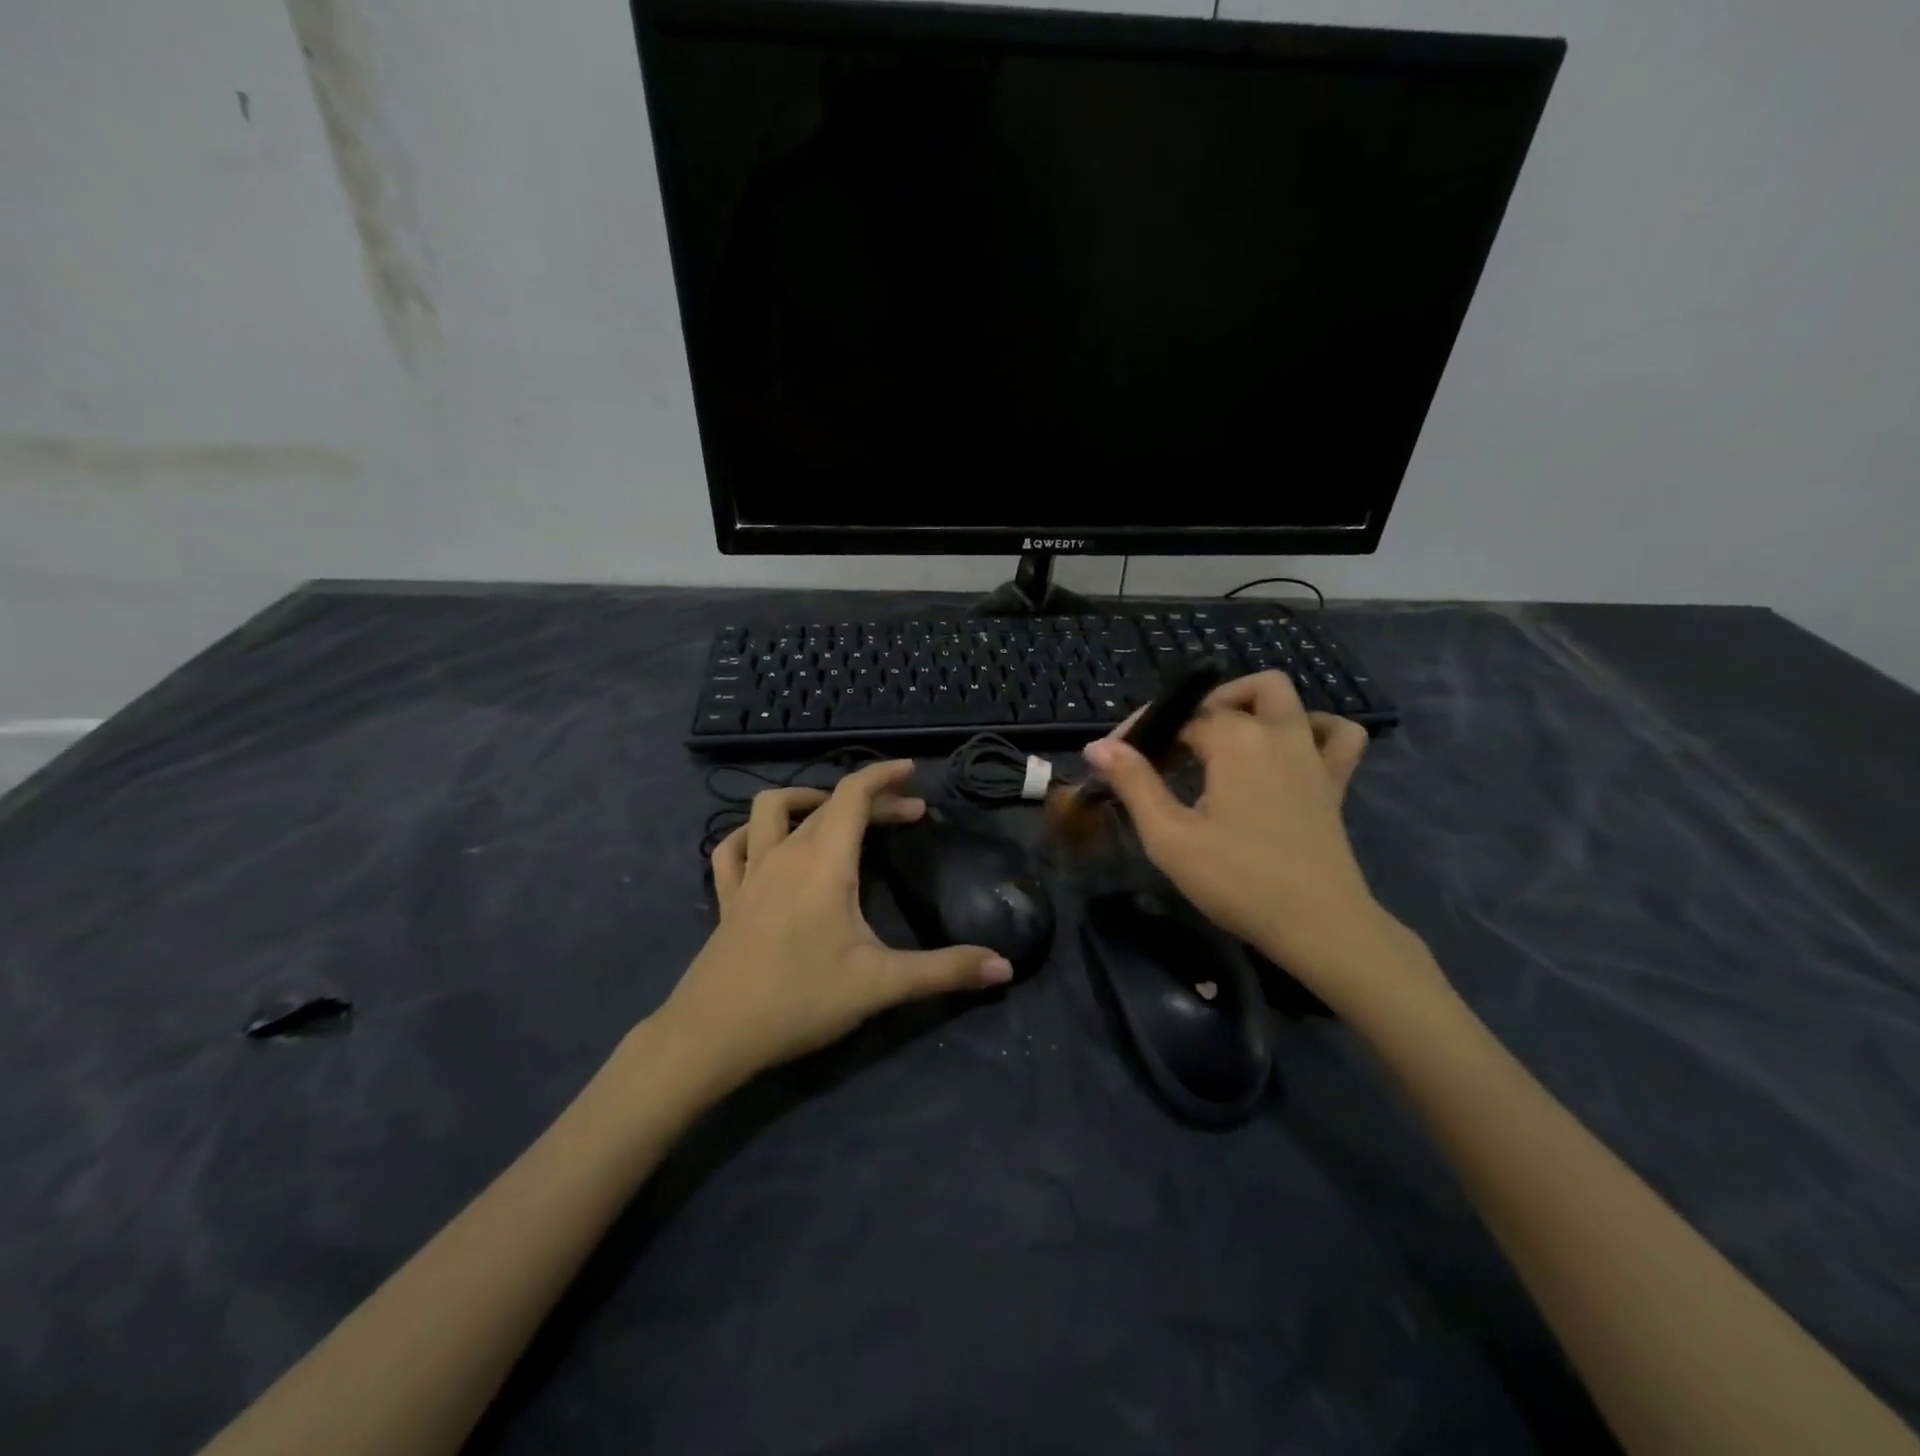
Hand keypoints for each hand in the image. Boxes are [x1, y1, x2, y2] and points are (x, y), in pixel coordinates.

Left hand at [659, 759, 1013, 1086]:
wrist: (712, 1035)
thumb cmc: (799, 999)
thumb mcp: (881, 985)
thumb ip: (945, 971)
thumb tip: (1005, 968)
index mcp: (824, 861)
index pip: (853, 794)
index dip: (884, 775)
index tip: (912, 771)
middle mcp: (785, 854)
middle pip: (828, 804)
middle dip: (871, 799)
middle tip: (909, 814)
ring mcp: (751, 874)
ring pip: (771, 810)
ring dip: (806, 800)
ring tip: (835, 814)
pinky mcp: (729, 897)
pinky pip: (734, 848)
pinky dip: (753, 833)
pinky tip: (766, 846)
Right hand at [1083, 672, 1413, 1002]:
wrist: (1317, 925)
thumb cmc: (1237, 881)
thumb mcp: (1170, 837)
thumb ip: (1134, 784)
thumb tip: (1097, 746)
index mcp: (1235, 741)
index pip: (1179, 717)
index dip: (1143, 733)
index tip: (1116, 761)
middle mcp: (1277, 734)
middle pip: (1236, 693)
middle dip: (1200, 707)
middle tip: (1174, 746)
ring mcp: (1311, 755)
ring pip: (1288, 699)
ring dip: (1253, 704)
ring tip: (1227, 737)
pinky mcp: (1334, 782)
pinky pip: (1337, 734)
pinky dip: (1314, 728)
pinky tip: (1289, 750)